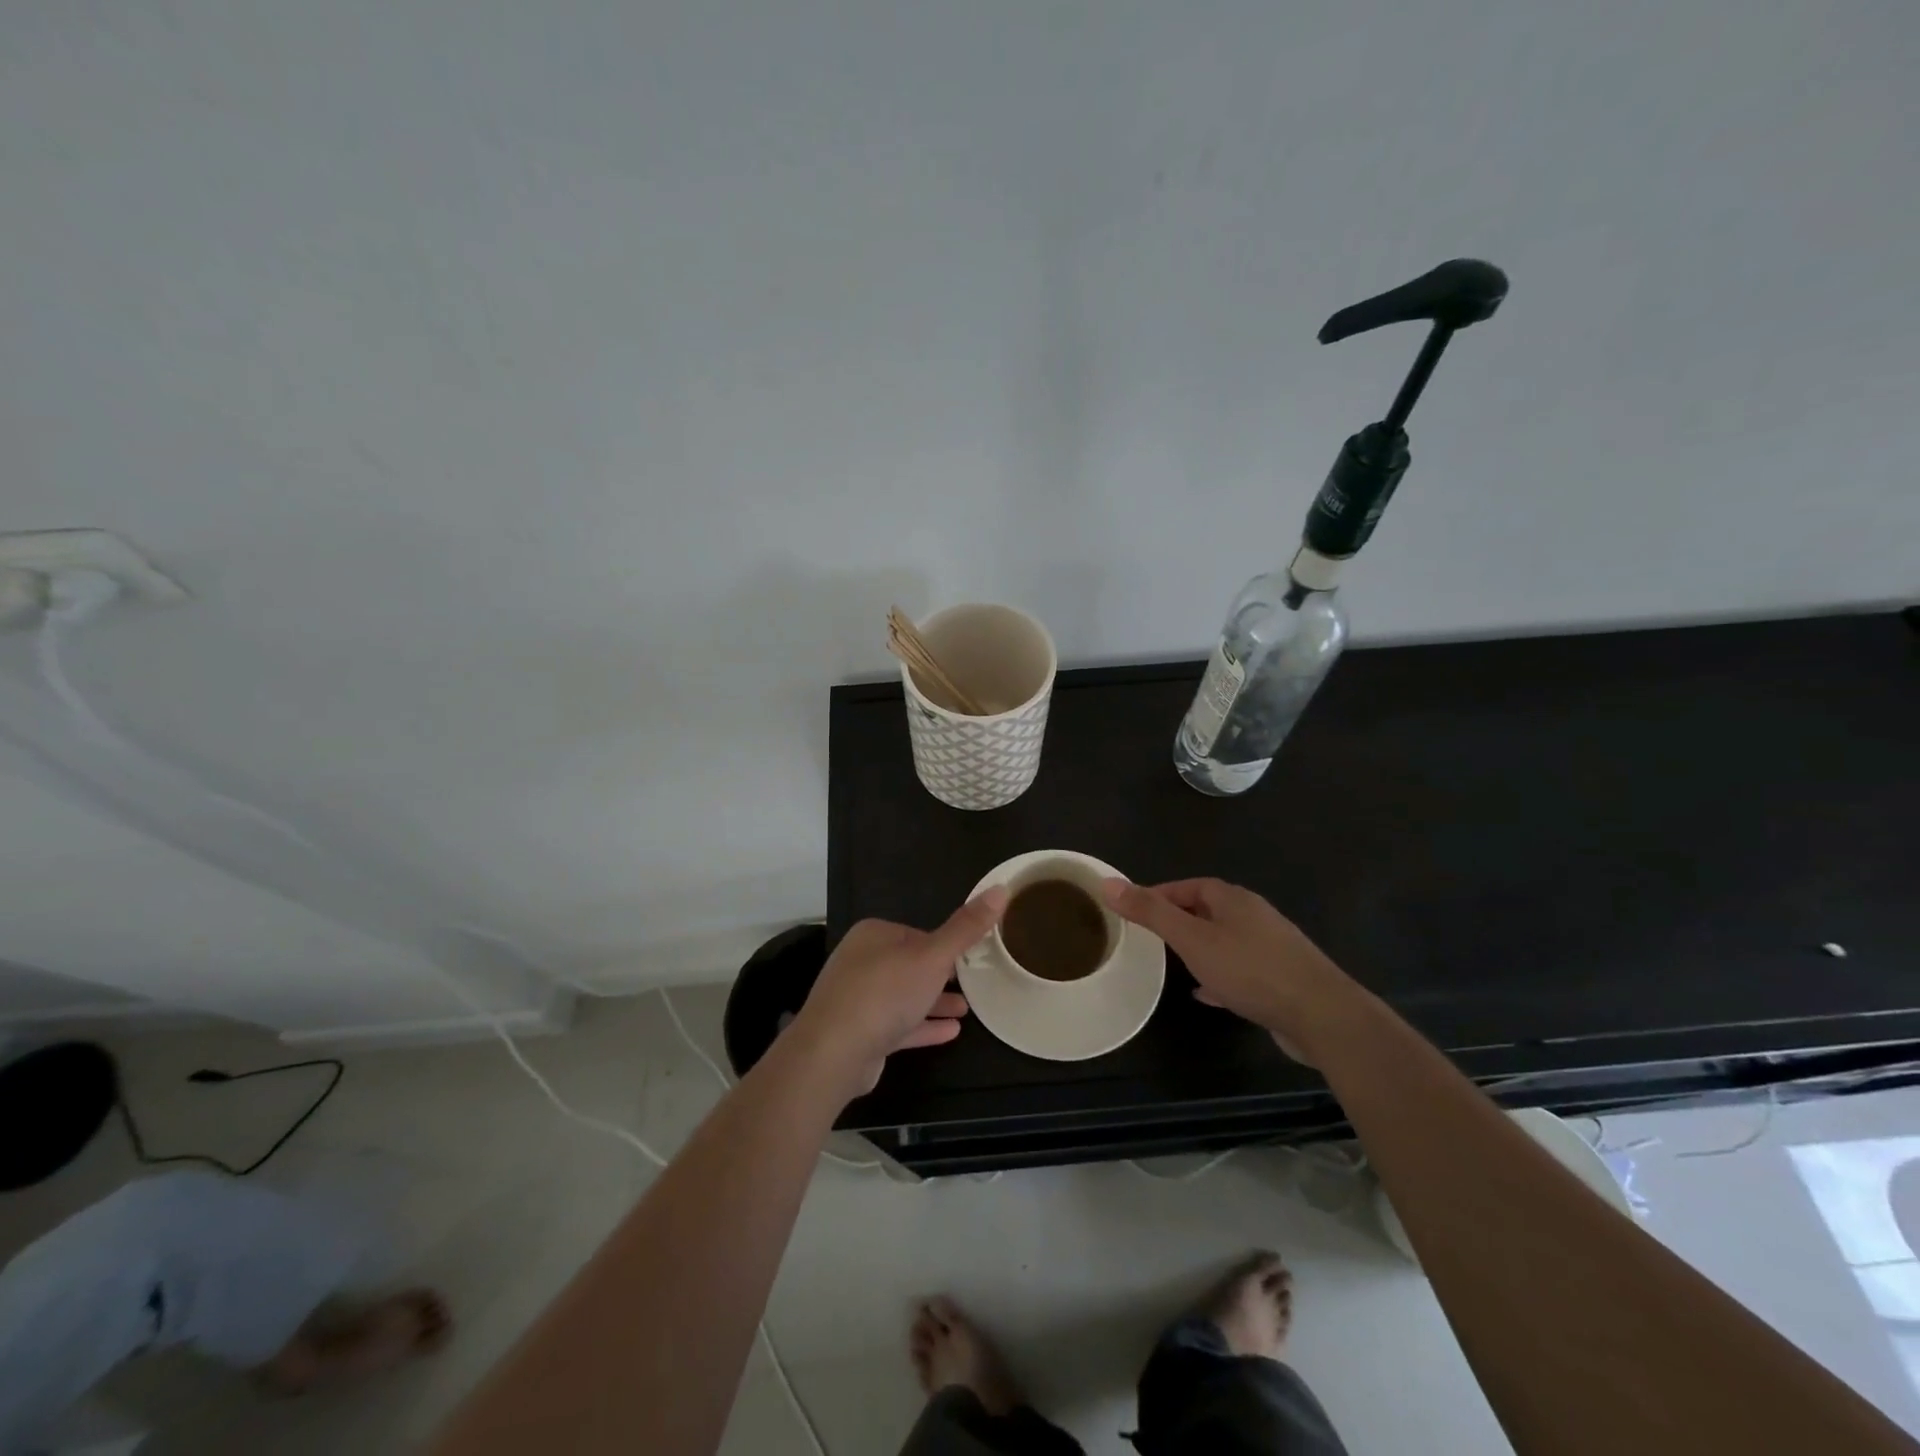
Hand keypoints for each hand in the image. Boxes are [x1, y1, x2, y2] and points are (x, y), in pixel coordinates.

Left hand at [791, 889, 1007, 1095]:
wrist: (833, 1053)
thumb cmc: (885, 993)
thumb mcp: (933, 956)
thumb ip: (966, 927)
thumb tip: (1001, 887)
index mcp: (874, 935)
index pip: (918, 934)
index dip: (945, 946)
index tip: (972, 958)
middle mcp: (862, 961)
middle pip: (910, 965)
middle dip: (941, 976)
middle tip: (973, 984)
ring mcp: (857, 999)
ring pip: (905, 996)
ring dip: (934, 1002)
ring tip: (967, 1009)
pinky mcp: (859, 1033)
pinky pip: (898, 1025)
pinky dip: (923, 1026)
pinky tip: (951, 1032)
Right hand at [1103, 878, 1363, 1062]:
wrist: (1321, 1015)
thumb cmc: (1250, 970)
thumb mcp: (1191, 939)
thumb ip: (1151, 912)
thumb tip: (1109, 883)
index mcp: (1233, 899)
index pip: (1189, 886)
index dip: (1160, 895)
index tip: (1135, 911)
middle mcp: (1254, 916)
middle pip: (1208, 910)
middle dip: (1179, 920)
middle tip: (1149, 937)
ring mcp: (1271, 947)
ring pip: (1225, 940)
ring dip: (1199, 948)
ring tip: (1172, 963)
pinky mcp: (1281, 978)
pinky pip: (1241, 969)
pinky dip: (1219, 975)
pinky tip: (1205, 993)